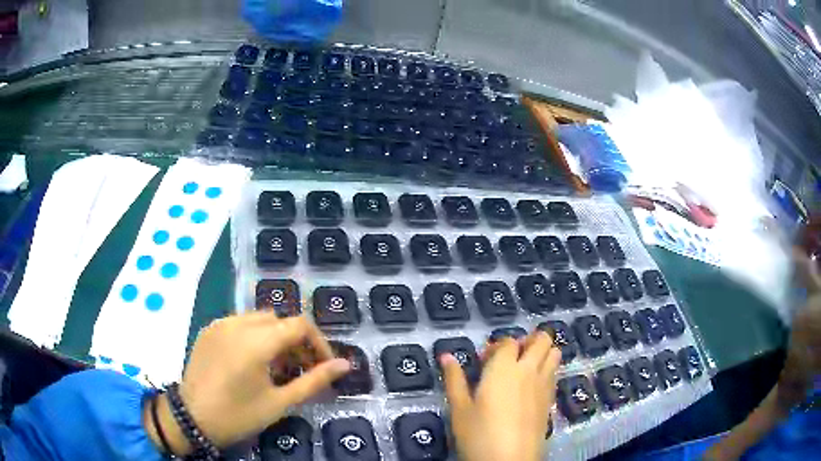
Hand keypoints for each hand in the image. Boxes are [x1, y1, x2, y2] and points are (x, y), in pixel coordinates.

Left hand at [144, 312, 349, 454]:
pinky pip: (239, 323)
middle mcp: (238, 323)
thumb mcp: (280, 402)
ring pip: (260, 319)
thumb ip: (314, 381)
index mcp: (257, 341)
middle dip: (297, 342)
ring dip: (276, 337)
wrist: (192, 418)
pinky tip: (251, 362)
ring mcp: (220, 324)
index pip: (300, 325)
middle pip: (280, 320)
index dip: (319, 343)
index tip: (323, 366)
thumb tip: (345, 365)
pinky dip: (254, 336)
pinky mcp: (209, 329)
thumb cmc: (238, 415)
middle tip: (301, 370)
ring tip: (277, 368)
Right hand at [441, 332, 560, 460]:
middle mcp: (529, 370)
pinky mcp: (552, 399)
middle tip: (512, 355)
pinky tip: (532, 386)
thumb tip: (445, 356)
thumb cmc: (479, 434)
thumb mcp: (460, 409)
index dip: (497, 345)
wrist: (510, 460)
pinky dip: (548, 369)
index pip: (508, 341)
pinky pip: (555, 373)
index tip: (484, 361)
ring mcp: (545, 384)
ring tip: (526, 366)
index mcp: (504, 368)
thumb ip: (454, 380)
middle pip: (541, 340)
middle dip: (529, 340)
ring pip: (554, 353)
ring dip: (543, 352)